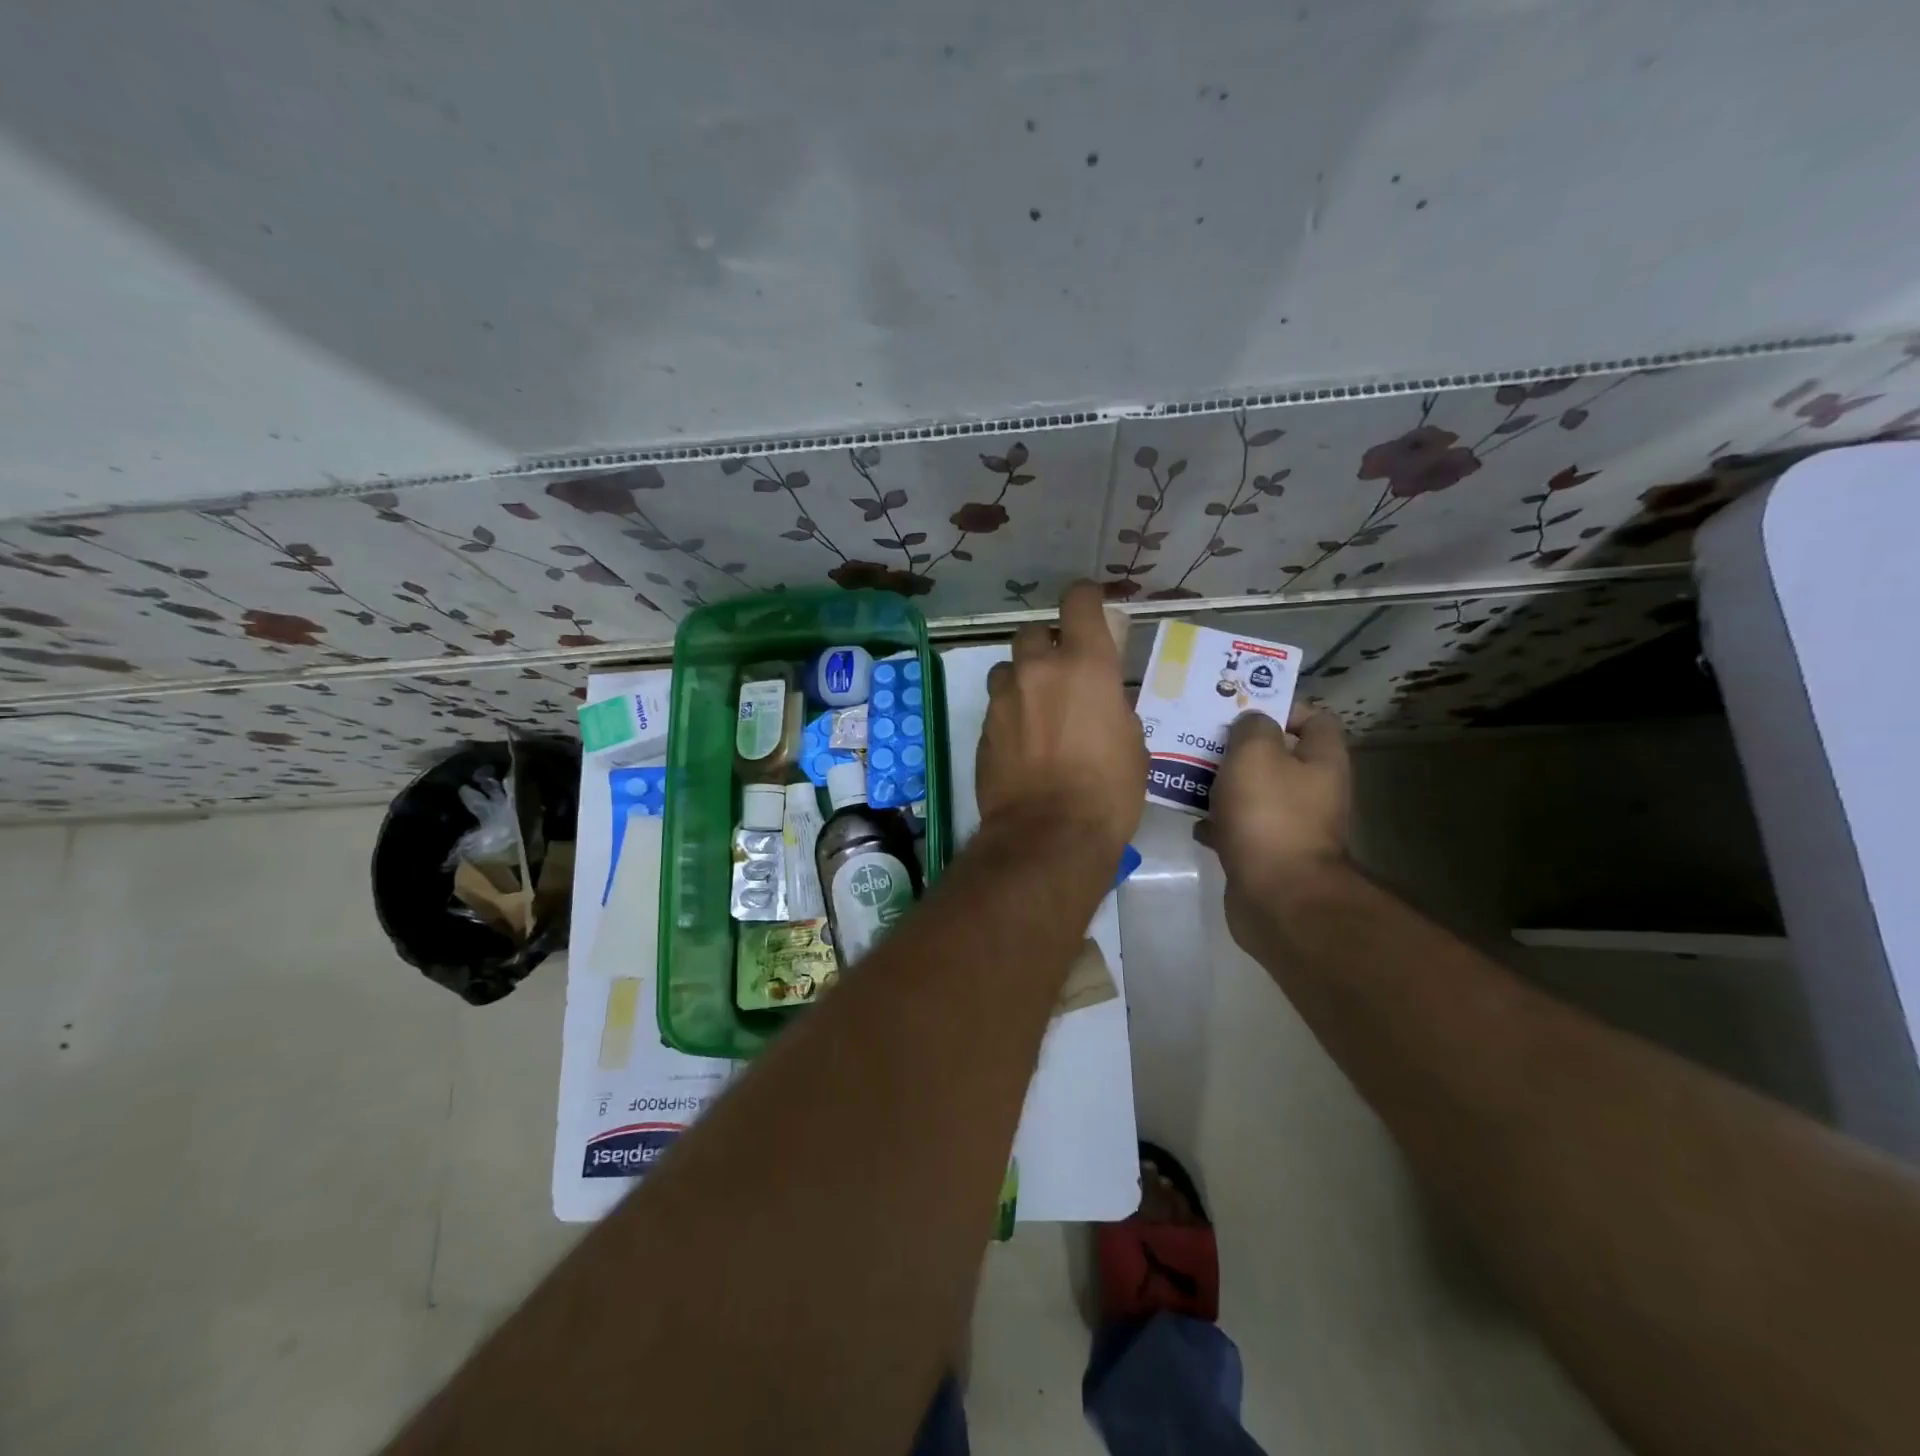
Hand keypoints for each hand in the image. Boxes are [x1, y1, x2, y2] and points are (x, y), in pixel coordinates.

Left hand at [978, 581, 1146, 856]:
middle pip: (1032, 632)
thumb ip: (1112, 705)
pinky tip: (1022, 741)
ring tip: (1036, 707)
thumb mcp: (1131, 741)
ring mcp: (1004, 698)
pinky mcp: (983, 729)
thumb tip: (1099, 701)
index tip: (1091, 607)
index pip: (1078, 601)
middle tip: (1062, 670)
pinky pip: (997, 705)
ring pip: (1007, 667)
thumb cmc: (1108, 790)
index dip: (1085, 597)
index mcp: (1084, 664)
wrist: (1049, 835)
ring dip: (1022, 677)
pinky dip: (1010, 712)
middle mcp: (1037, 670)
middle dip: (1046, 643)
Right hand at [1204, 705, 1349, 901]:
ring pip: (1255, 792)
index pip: (1315, 718)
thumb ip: (1252, 727)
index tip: (1241, 707)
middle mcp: (1314, 791)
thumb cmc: (1269, 815)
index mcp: (1322, 761)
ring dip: (1223, 783)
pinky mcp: (1269, 854)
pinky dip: (1218, 822)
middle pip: (1278, 756)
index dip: (1281, 707)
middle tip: (1202, 737)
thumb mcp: (1255, 753)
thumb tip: (1251, 722)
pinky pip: (1241, 827)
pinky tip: (1193, 820)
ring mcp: (1292, 825)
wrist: (1277, 896)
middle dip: (1240, 746)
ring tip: (1188, 774)